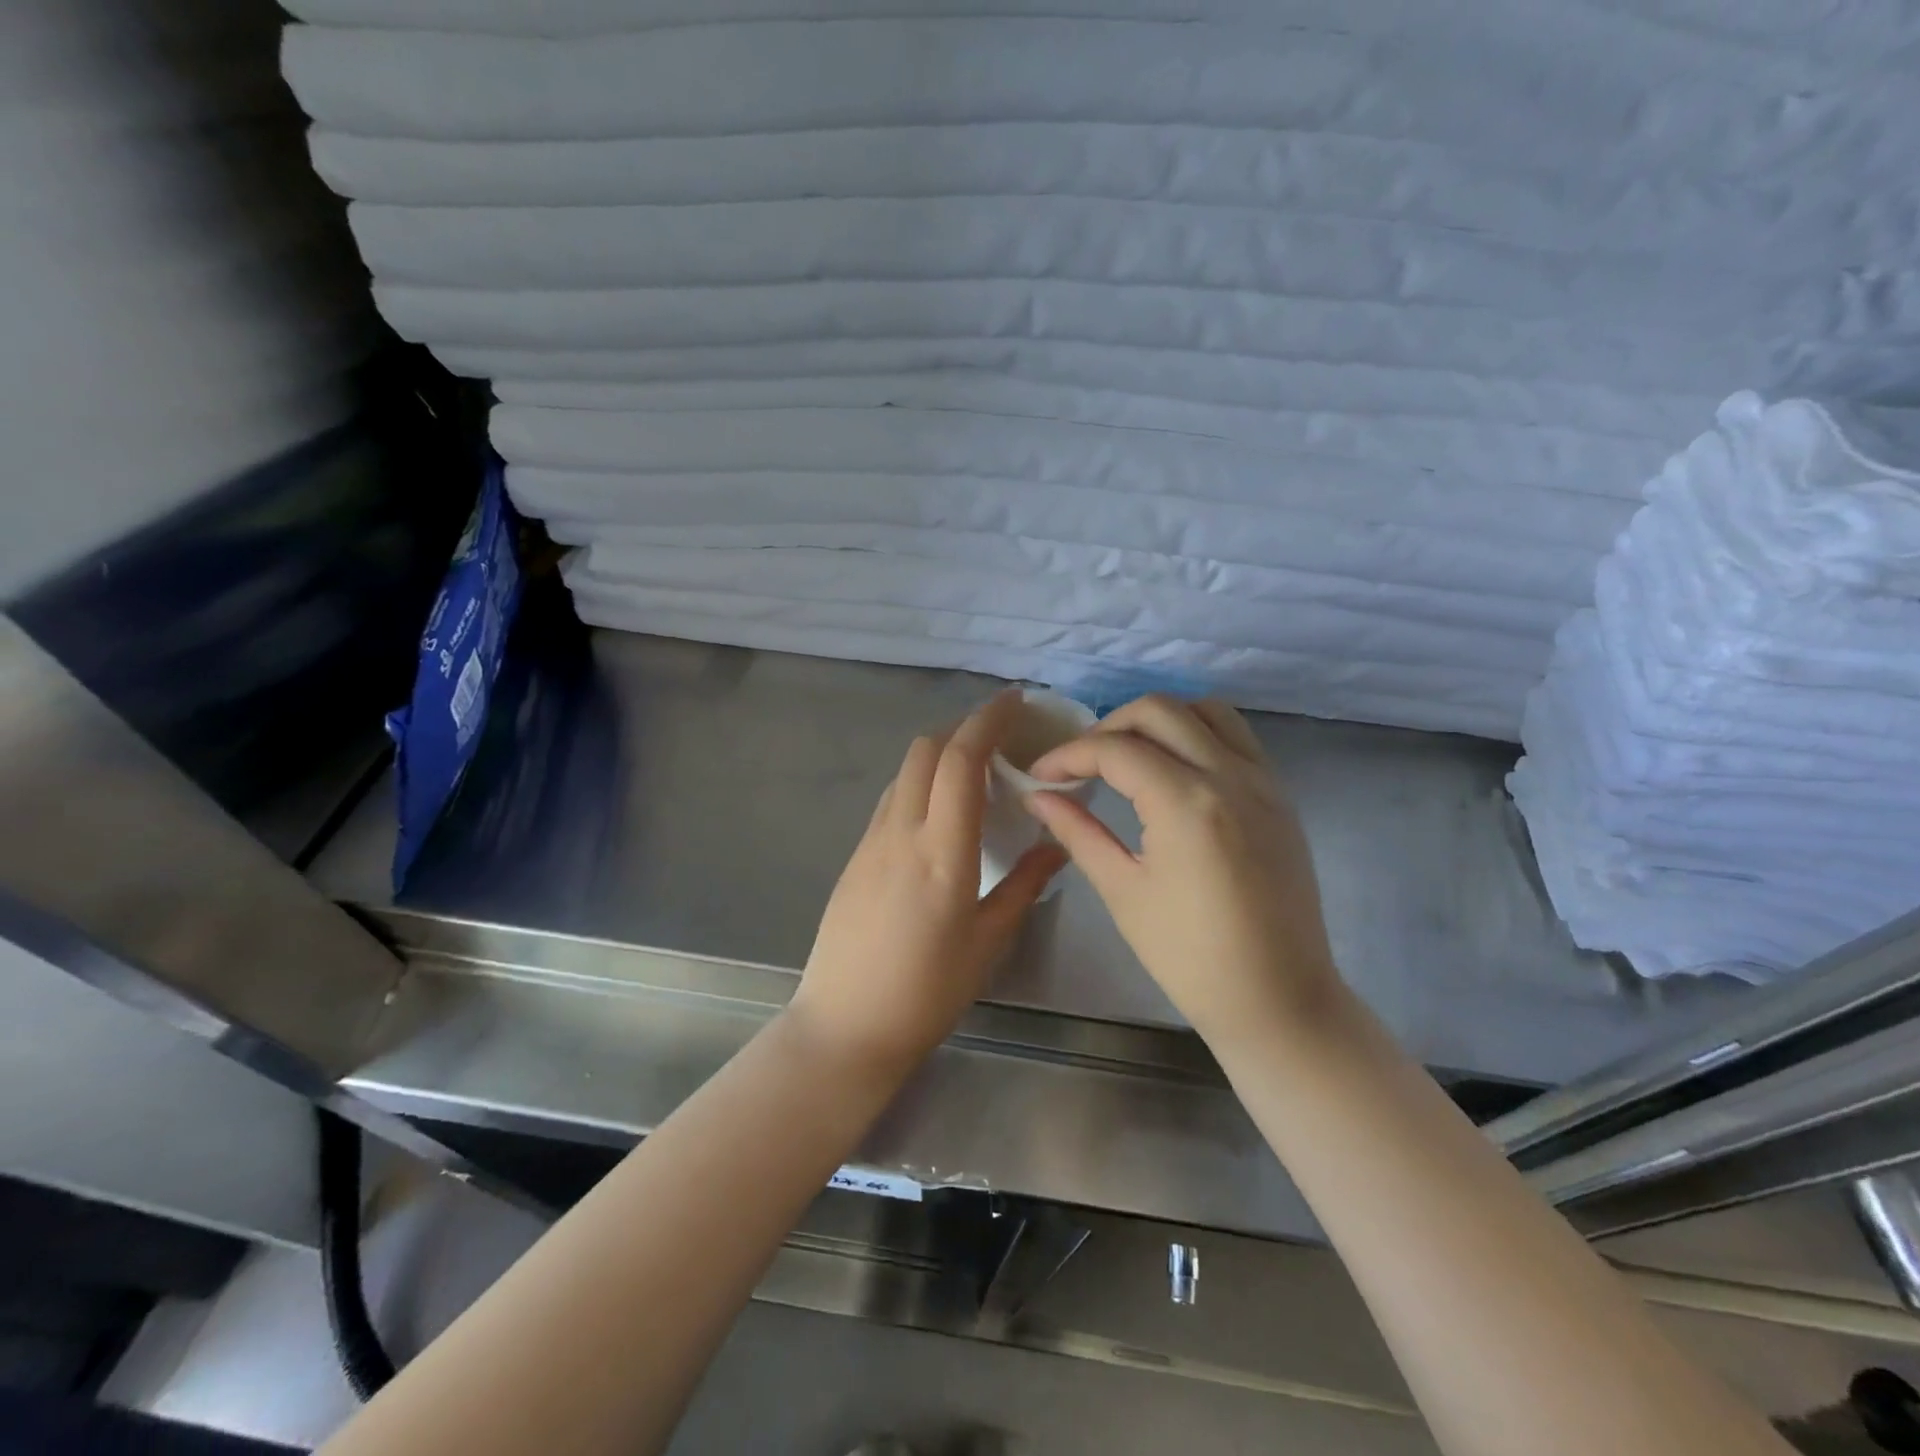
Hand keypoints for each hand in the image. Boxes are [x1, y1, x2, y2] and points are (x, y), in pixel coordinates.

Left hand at [786, 690, 1066, 1081]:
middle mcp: (901, 831)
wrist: (845, 1024)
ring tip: (975, 769)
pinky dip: (920, 781)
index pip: (961, 759)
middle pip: (926, 749)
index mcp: (942, 849)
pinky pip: (891, 797)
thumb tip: (1056, 846)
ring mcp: (871, 840)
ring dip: (939, 752)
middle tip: (1001, 735)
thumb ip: (1025, 886)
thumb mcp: (989, 942)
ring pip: (904, 770)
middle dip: (964, 726)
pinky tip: (940, 810)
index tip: (1015, 702)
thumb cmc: (927, 991)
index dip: (988, 719)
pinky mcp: (855, 855)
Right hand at [1024, 695, 1340, 1050]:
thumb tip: (1037, 797)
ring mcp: (1262, 780)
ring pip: (1204, 709)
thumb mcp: (1123, 891)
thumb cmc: (1190, 957)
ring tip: (1128, 755)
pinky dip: (1197, 732)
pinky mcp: (1279, 794)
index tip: (1039, 776)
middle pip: (1158, 710)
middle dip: (1108, 726)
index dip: (1068, 755)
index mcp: (1186, 803)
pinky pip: (1236, 735)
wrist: (1278, 999)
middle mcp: (1229, 775)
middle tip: (1080, 764)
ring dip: (1157, 719)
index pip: (1115, 749)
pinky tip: (1173, 768)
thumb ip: (1077, 832)